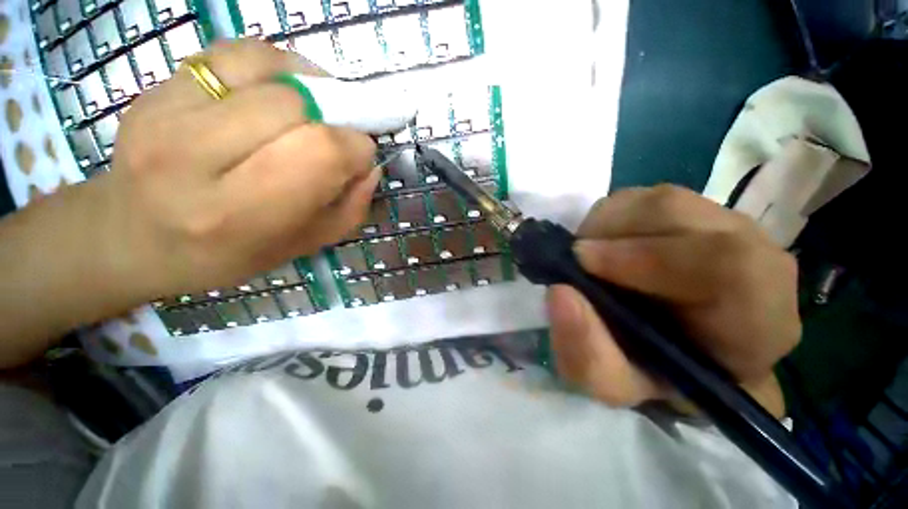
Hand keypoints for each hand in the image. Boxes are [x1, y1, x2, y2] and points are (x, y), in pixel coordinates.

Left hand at [0, 40, 378, 366]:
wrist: (132, 235)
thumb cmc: (225, 253)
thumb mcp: (303, 245)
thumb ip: (349, 208)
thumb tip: (370, 166)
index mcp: (238, 213)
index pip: (319, 152)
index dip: (356, 148)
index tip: (360, 157)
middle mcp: (193, 157)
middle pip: (296, 108)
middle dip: (335, 121)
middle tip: (335, 138)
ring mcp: (165, 112)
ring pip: (268, 72)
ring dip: (308, 89)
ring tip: (310, 113)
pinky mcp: (156, 87)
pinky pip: (235, 52)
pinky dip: (274, 66)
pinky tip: (279, 90)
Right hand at [546, 185, 799, 416]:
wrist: (672, 350)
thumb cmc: (650, 374)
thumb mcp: (612, 384)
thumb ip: (588, 354)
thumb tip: (559, 293)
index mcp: (758, 322)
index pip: (730, 265)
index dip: (647, 258)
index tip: (582, 263)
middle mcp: (757, 259)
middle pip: (681, 213)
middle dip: (611, 233)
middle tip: (576, 260)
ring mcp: (727, 226)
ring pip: (657, 200)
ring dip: (607, 226)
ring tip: (590, 258)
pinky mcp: (696, 212)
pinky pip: (644, 198)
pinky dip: (610, 218)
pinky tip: (605, 246)